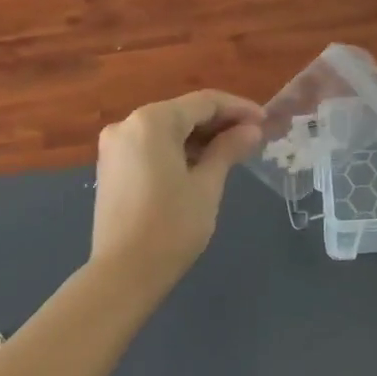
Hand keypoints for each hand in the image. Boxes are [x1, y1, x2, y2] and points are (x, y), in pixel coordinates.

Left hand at [91, 90, 263, 285]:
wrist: (124, 272)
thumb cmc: (172, 226)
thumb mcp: (207, 185)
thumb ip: (228, 150)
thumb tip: (251, 130)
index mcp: (152, 121)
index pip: (204, 102)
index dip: (238, 109)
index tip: (266, 121)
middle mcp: (127, 124)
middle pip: (182, 113)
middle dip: (219, 123)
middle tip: (253, 138)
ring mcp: (114, 146)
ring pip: (166, 130)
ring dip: (199, 137)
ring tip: (232, 152)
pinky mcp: (111, 167)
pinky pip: (150, 146)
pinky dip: (177, 150)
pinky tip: (201, 164)